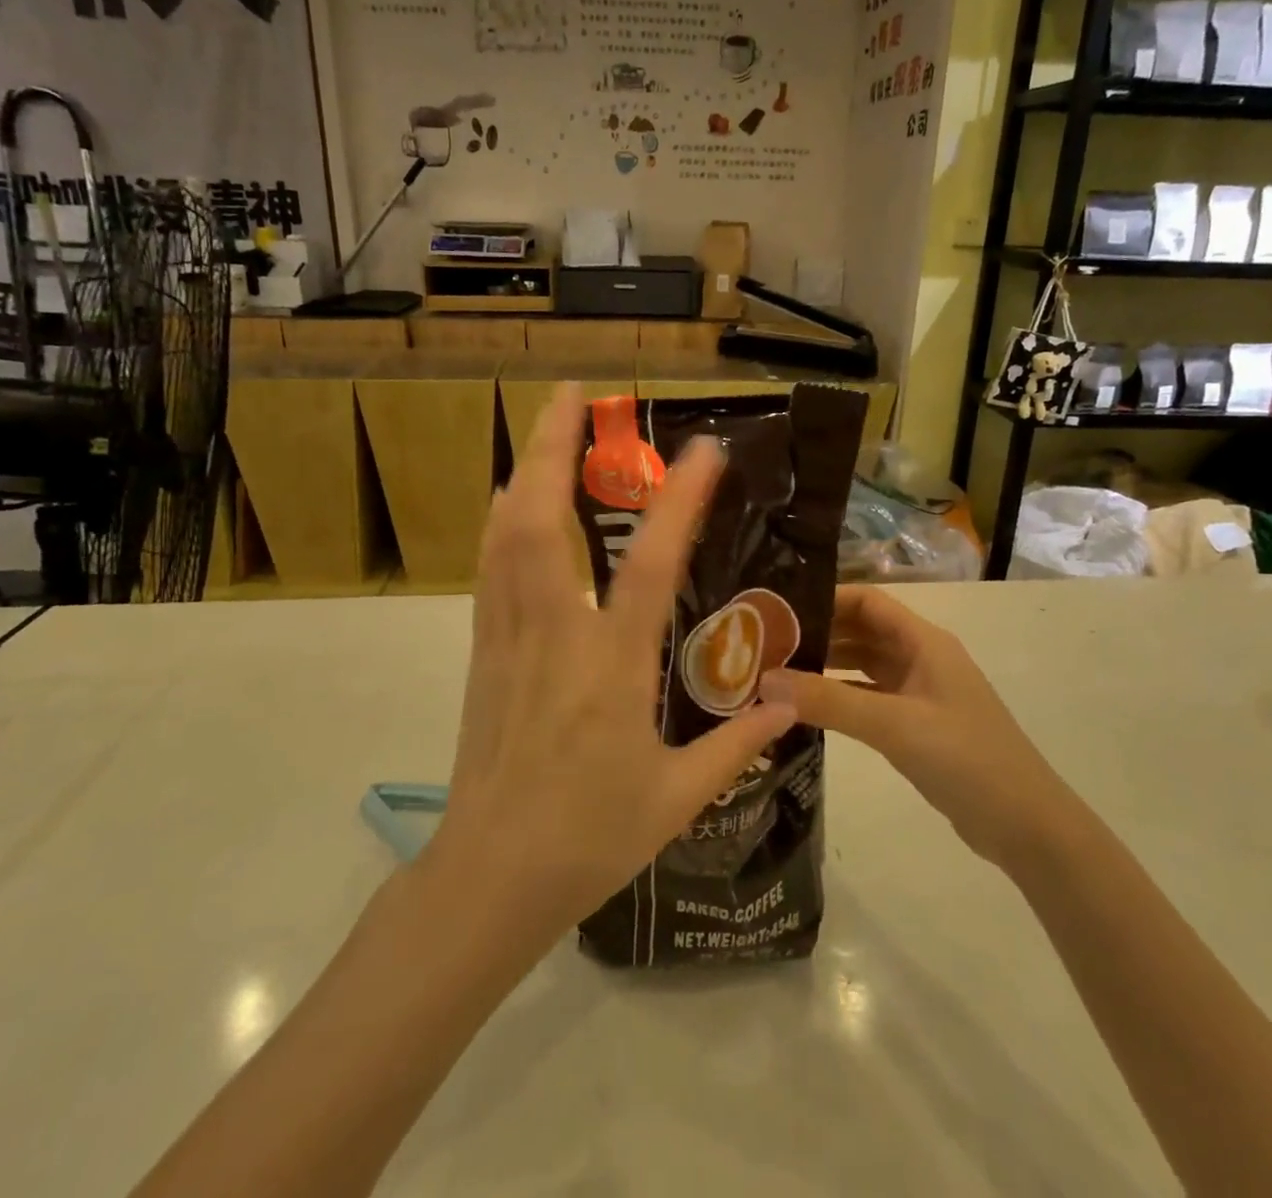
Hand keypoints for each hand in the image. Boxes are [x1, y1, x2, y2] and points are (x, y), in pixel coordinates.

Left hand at [429, 384, 796, 949]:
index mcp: (611, 667)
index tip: (704, 448)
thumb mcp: (676, 798)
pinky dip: (502, 520)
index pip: (650, 565)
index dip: (679, 500)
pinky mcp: (483, 651)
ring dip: (523, 470)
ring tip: (544, 426)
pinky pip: (490, 568)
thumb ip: (736, 744)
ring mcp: (508, 637)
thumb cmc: (588, 839)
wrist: (489, 877)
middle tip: (572, 394)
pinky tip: (509, 499)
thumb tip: (787, 703)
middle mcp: (554, 634)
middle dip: (553, 447)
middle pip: (541, 520)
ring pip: (505, 535)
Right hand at [760, 586, 1061, 867]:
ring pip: (862, 665)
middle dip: (817, 632)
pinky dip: (838, 697)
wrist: (1026, 826)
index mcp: (923, 642)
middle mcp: (920, 658)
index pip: (867, 601)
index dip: (825, 598)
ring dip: (824, 665)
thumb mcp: (894, 725)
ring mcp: (919, 692)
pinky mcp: (915, 724)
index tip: (778, 610)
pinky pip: (867, 697)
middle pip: (861, 630)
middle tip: (765, 643)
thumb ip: (829, 701)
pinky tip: (805, 707)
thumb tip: (765, 680)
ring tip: (776, 672)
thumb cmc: (966, 759)